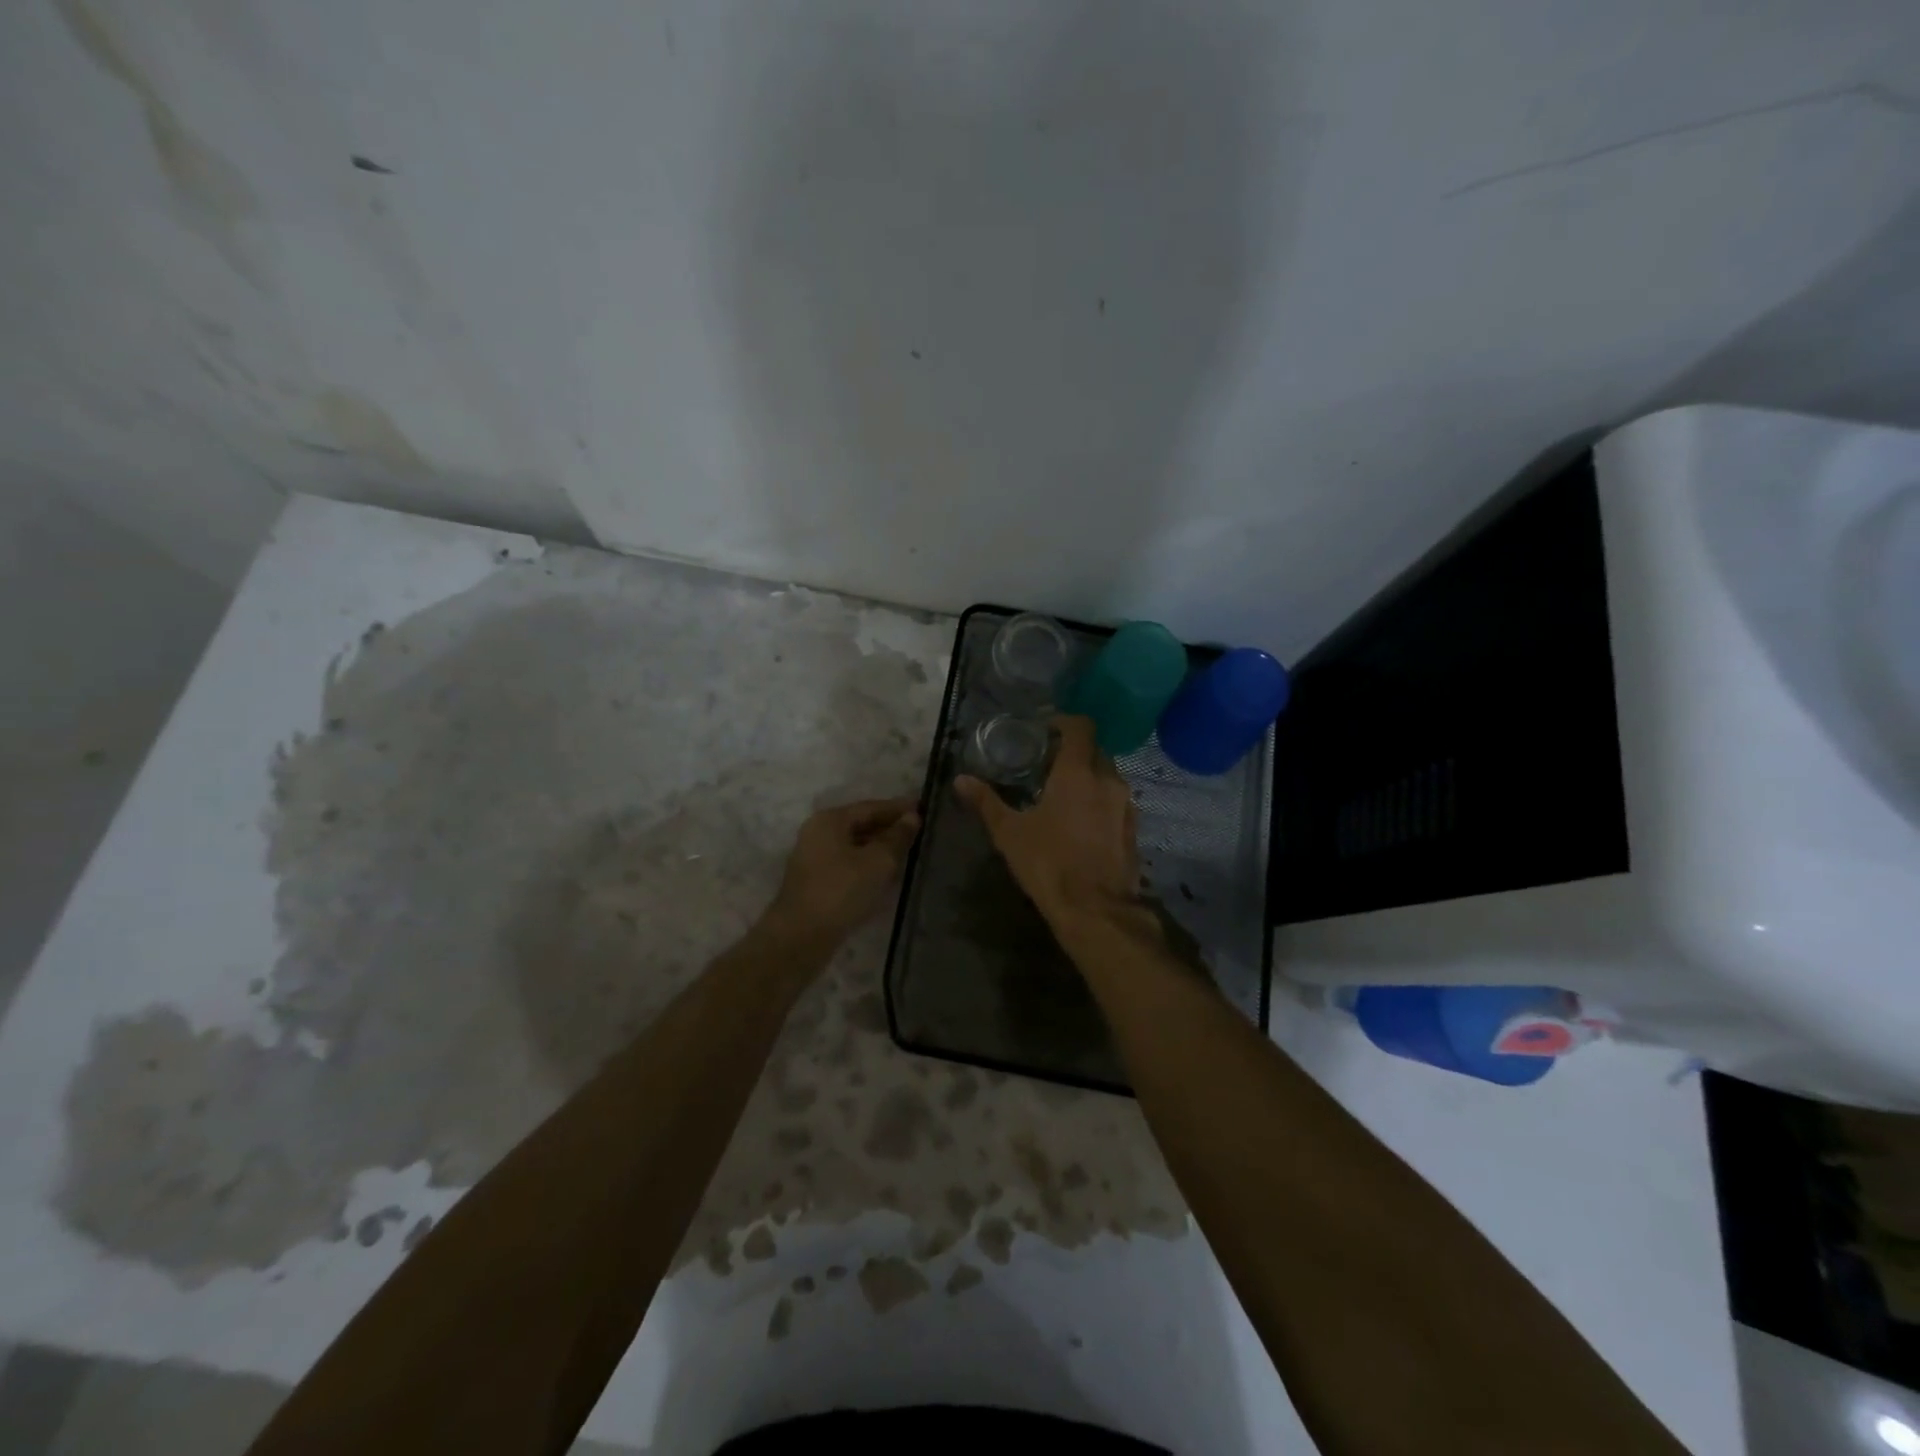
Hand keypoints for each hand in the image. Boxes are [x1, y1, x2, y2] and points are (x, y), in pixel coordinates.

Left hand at [763, 797, 921, 947]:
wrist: (801, 938)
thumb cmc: (841, 891)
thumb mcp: (878, 861)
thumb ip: (897, 837)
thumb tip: (912, 817)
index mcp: (829, 820)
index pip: (871, 807)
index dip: (899, 809)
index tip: (925, 810)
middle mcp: (818, 834)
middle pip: (861, 825)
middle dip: (891, 829)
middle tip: (922, 834)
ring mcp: (814, 860)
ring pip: (855, 847)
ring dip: (881, 850)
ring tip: (911, 855)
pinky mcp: (817, 883)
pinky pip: (849, 866)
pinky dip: (869, 867)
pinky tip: (889, 877)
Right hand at [954, 715, 1140, 925]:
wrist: (1095, 910)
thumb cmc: (1048, 863)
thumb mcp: (1009, 833)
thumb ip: (987, 802)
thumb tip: (961, 780)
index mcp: (1078, 772)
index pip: (1081, 727)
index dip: (1064, 722)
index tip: (1045, 730)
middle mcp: (1108, 780)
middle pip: (1094, 750)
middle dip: (1073, 752)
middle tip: (1047, 765)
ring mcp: (1126, 805)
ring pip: (1108, 776)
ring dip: (1088, 777)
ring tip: (1063, 794)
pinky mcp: (1133, 829)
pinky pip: (1116, 801)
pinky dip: (1100, 801)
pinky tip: (1081, 821)